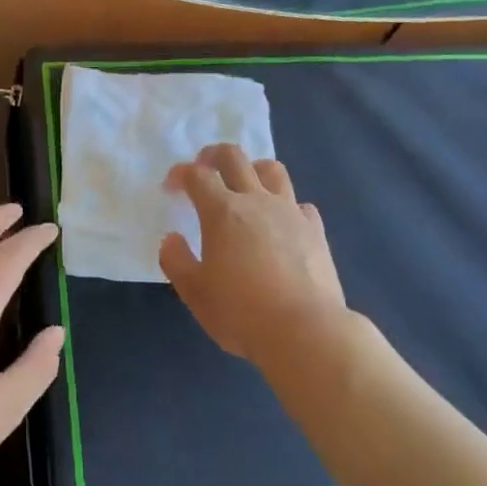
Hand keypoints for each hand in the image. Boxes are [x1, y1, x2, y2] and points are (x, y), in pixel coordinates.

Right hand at [160, 145, 348, 366]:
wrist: (305, 330)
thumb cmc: (241, 312)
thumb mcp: (194, 292)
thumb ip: (176, 261)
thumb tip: (171, 239)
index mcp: (222, 212)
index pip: (197, 176)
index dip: (180, 174)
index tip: (171, 187)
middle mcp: (257, 201)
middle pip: (235, 157)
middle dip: (213, 155)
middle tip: (203, 168)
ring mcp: (291, 212)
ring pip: (272, 170)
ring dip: (252, 169)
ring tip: (245, 186)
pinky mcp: (315, 230)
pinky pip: (299, 203)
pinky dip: (284, 205)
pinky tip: (280, 223)